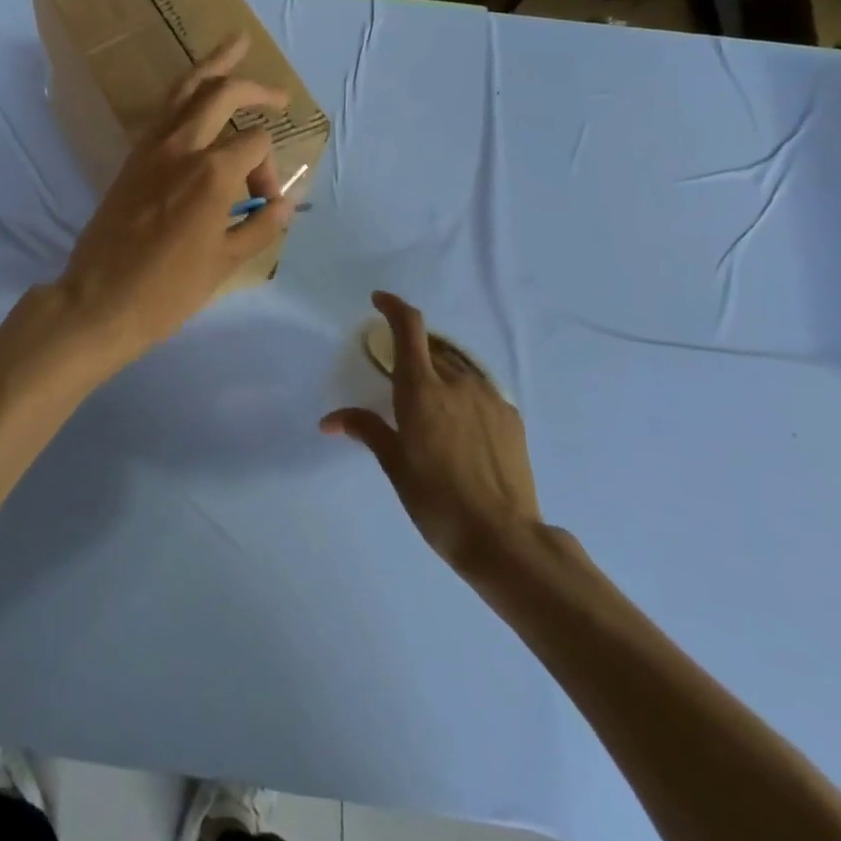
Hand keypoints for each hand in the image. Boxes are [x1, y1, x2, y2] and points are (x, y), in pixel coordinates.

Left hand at [53, 34, 292, 373]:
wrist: (100, 299)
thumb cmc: (168, 289)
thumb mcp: (226, 263)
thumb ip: (260, 227)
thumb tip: (285, 204)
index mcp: (212, 172)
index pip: (256, 146)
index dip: (270, 171)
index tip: (262, 204)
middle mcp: (182, 147)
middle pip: (222, 94)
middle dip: (255, 88)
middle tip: (279, 94)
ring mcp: (151, 148)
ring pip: (184, 90)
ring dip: (212, 66)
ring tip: (234, 44)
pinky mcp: (131, 158)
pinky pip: (162, 112)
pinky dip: (183, 95)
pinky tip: (194, 94)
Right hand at [322, 291, 540, 579]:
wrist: (505, 538)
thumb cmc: (437, 501)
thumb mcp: (395, 466)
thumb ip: (367, 430)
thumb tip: (330, 420)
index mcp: (422, 390)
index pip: (408, 328)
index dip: (393, 307)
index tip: (379, 301)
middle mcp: (457, 382)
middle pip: (432, 348)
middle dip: (413, 351)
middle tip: (399, 379)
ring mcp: (489, 397)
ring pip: (457, 368)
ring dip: (439, 372)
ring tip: (429, 405)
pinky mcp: (510, 416)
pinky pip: (479, 390)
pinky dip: (462, 393)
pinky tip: (458, 425)